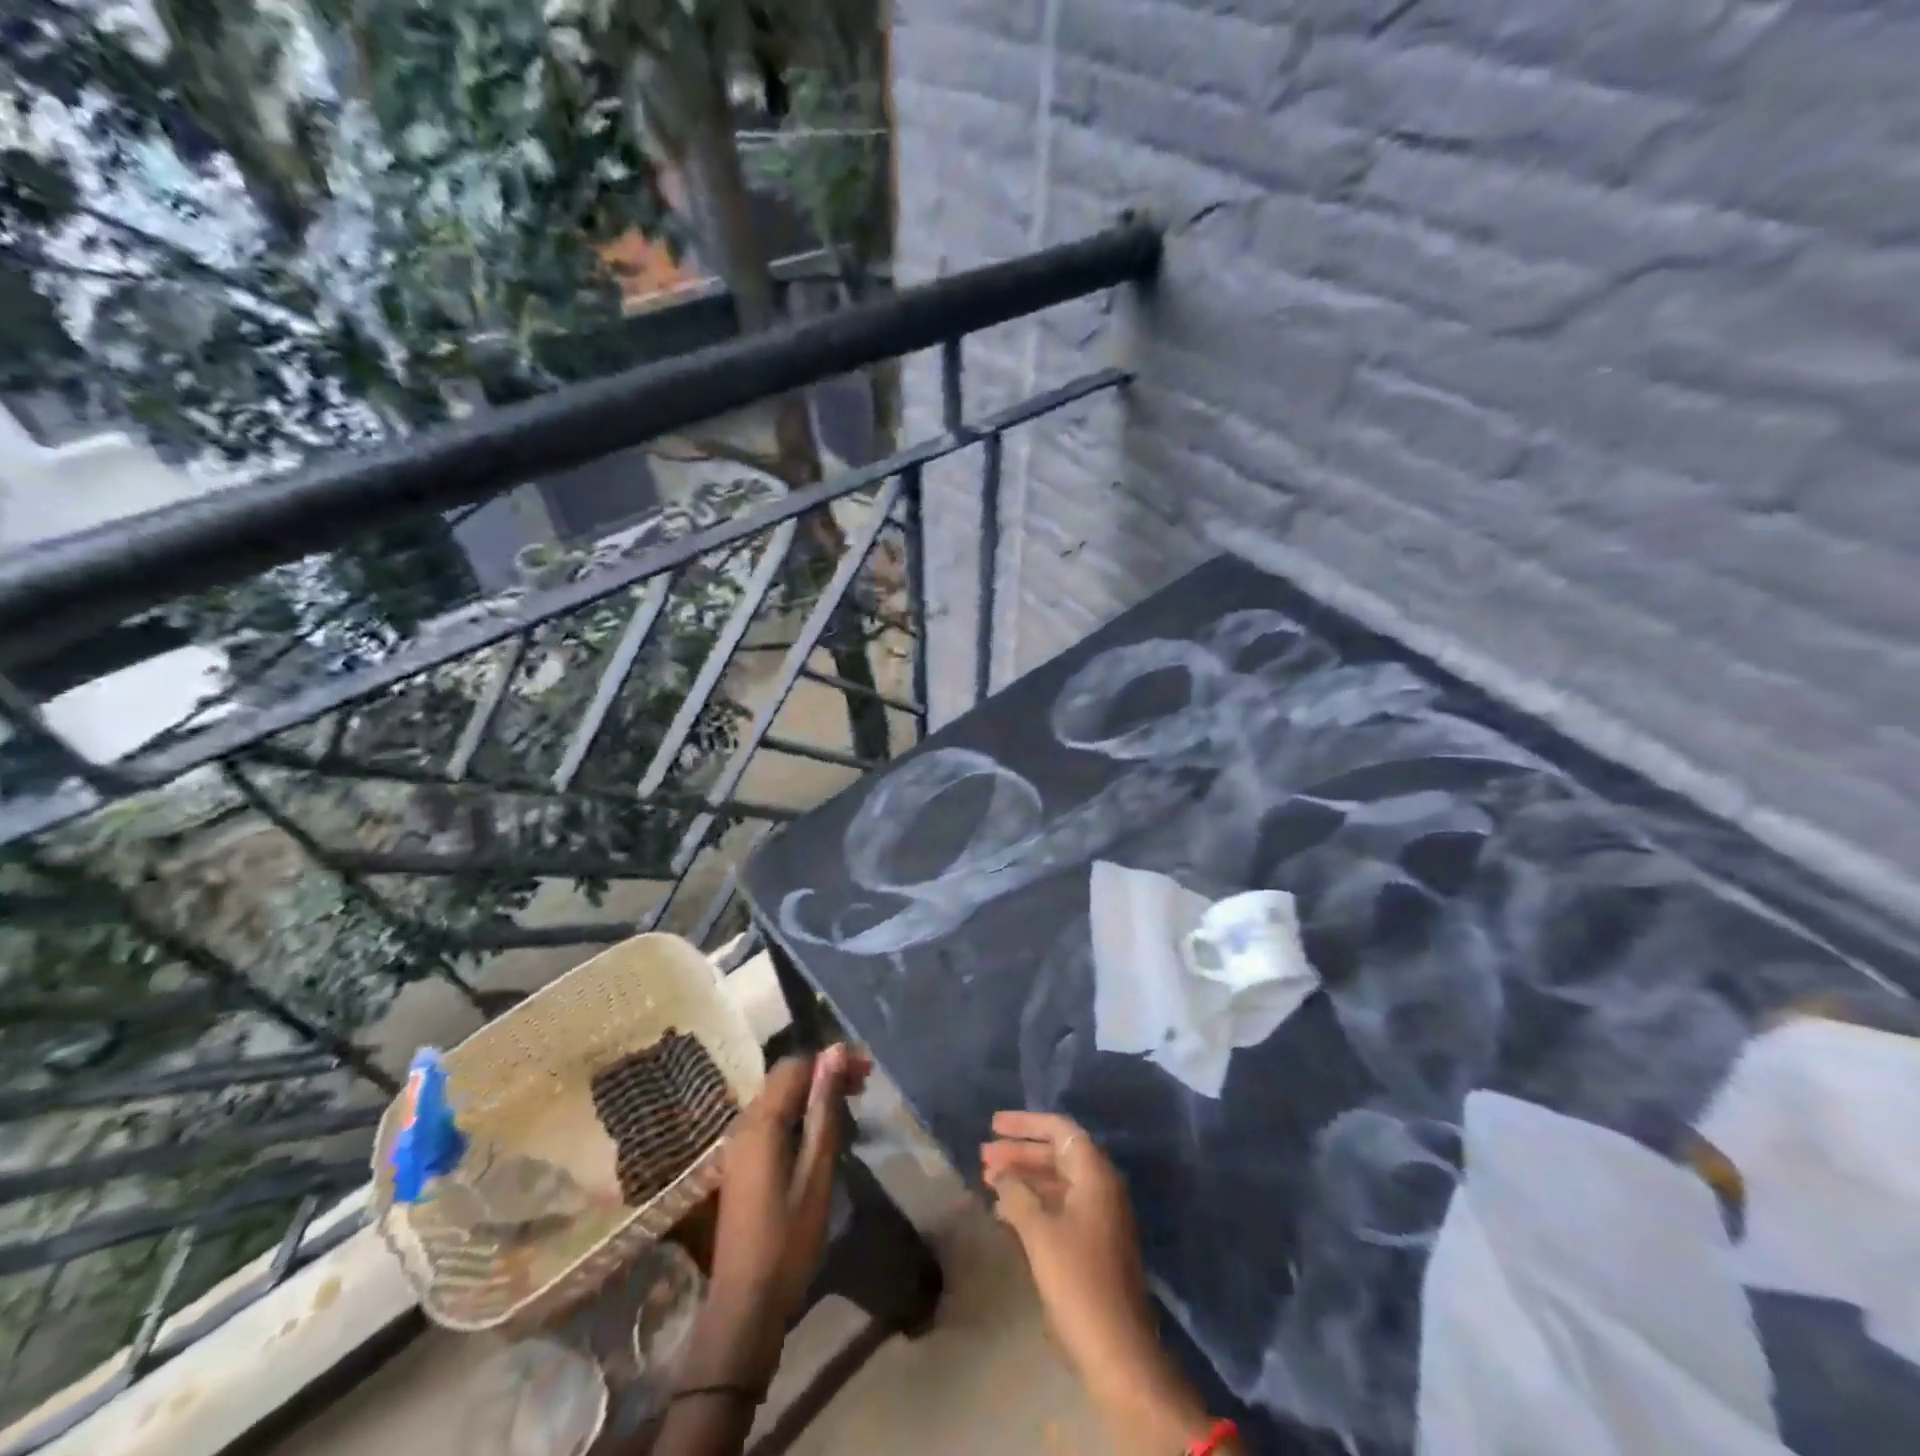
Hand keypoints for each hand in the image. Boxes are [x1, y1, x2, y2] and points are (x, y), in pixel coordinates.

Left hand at [710, 1043, 870, 1317]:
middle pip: (785, 1079)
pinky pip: (771, 1120)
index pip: (795, 1066)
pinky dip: (798, 1114)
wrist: (744, 1306)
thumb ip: (824, 1110)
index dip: (831, 1060)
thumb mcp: (817, 1172)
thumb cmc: (788, 1240)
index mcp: (761, 1123)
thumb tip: (834, 1053)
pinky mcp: (740, 1164)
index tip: (867, 1071)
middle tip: (863, 1085)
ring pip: (778, 1099)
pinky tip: (821, 1133)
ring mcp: (737, 1146)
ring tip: (850, 1105)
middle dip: (824, 1073)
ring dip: (813, 1093)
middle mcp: (743, 1124)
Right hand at [984, 1112, 1223, 1455]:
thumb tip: (1001, 1174)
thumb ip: (1017, 1195)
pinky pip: (1060, 1207)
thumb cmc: (1078, 1280)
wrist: (1117, 1350)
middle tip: (983, 1156)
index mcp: (1095, 1175)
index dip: (1026, 1124)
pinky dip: (1034, 1204)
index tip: (994, 1125)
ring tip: (988, 1182)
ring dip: (1024, 1178)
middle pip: (1057, 1154)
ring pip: (1057, 1182)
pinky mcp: (1094, 1244)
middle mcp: (1101, 1188)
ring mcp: (1100, 1217)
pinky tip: (1006, 1214)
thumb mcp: (1039, 1233)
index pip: (1060, 1130)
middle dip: (1019, 1152)